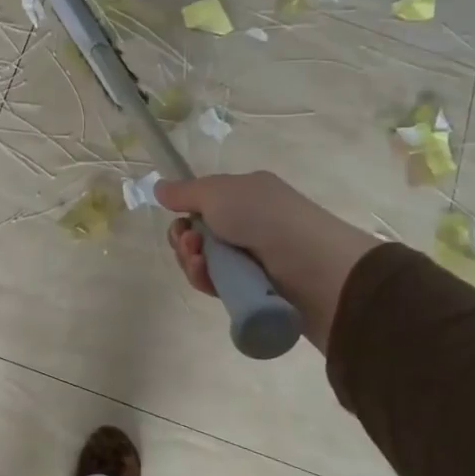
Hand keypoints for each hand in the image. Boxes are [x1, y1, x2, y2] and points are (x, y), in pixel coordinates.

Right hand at [156, 172, 382, 350]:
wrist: (315, 268)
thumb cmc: (266, 218)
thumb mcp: (219, 193)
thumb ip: (185, 192)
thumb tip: (159, 186)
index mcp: (245, 195)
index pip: (203, 205)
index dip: (185, 214)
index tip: (180, 220)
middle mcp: (248, 224)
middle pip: (198, 236)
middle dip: (184, 240)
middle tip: (191, 244)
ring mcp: (251, 259)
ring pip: (204, 262)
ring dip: (191, 261)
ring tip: (199, 262)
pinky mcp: (252, 289)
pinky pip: (216, 285)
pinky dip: (205, 280)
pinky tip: (206, 277)